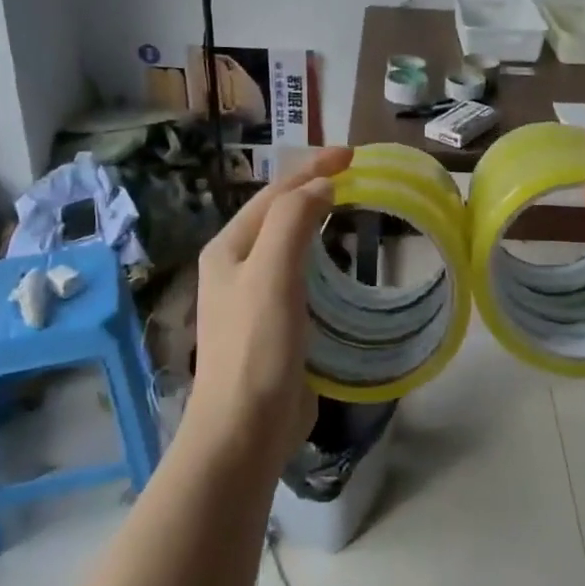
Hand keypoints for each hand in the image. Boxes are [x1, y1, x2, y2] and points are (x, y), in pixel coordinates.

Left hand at [188, 147, 352, 472]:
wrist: (244, 431)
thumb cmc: (257, 347)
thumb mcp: (271, 273)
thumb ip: (293, 220)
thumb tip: (320, 186)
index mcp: (229, 248)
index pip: (275, 193)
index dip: (312, 168)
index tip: (353, 154)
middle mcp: (236, 267)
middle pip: (278, 213)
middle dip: (312, 187)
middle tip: (355, 174)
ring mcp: (253, 297)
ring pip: (289, 243)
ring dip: (317, 219)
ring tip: (350, 206)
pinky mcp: (273, 324)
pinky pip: (300, 275)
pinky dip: (321, 255)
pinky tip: (340, 262)